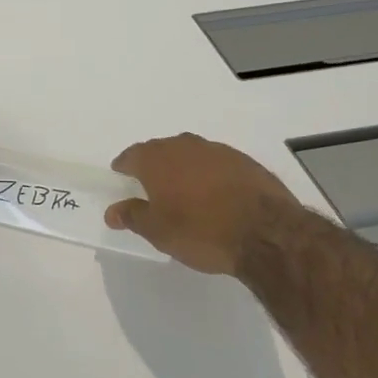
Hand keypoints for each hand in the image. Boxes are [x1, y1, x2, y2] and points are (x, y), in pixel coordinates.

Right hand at [106, 133, 303, 274]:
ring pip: (190, 155)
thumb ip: (132, 216)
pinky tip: (216, 196)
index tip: (122, 178)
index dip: (124, 167)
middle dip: (154, 166)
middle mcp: (184, 146)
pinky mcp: (244, 161)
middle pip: (160, 151)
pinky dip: (210, 175)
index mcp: (157, 159)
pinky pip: (216, 164)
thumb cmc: (201, 231)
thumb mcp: (158, 231)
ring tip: (185, 194)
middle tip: (152, 189)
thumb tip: (112, 211)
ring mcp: (217, 150)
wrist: (266, 232)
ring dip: (183, 169)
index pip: (131, 155)